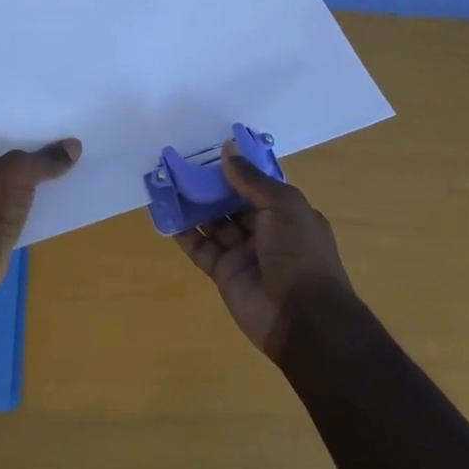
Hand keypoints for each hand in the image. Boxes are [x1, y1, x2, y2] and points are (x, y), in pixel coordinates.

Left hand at [0, 125, 80, 295]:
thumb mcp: (18, 172)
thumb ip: (46, 158)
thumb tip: (74, 147)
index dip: (24, 117)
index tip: (53, 113)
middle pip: (8, 147)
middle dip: (36, 144)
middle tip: (69, 133)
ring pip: (15, 173)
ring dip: (38, 170)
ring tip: (71, 158)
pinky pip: (18, 196)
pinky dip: (35, 193)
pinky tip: (60, 188)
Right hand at [174, 142, 352, 357]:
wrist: (303, 319)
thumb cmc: (300, 253)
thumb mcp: (283, 206)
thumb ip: (252, 180)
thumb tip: (228, 149)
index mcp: (286, 213)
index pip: (258, 185)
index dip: (236, 168)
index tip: (210, 149)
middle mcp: (265, 230)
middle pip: (232, 202)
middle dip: (209, 185)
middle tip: (181, 164)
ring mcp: (243, 253)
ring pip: (214, 223)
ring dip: (193, 205)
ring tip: (167, 183)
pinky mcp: (224, 273)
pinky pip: (201, 248)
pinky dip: (184, 233)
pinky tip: (165, 214)